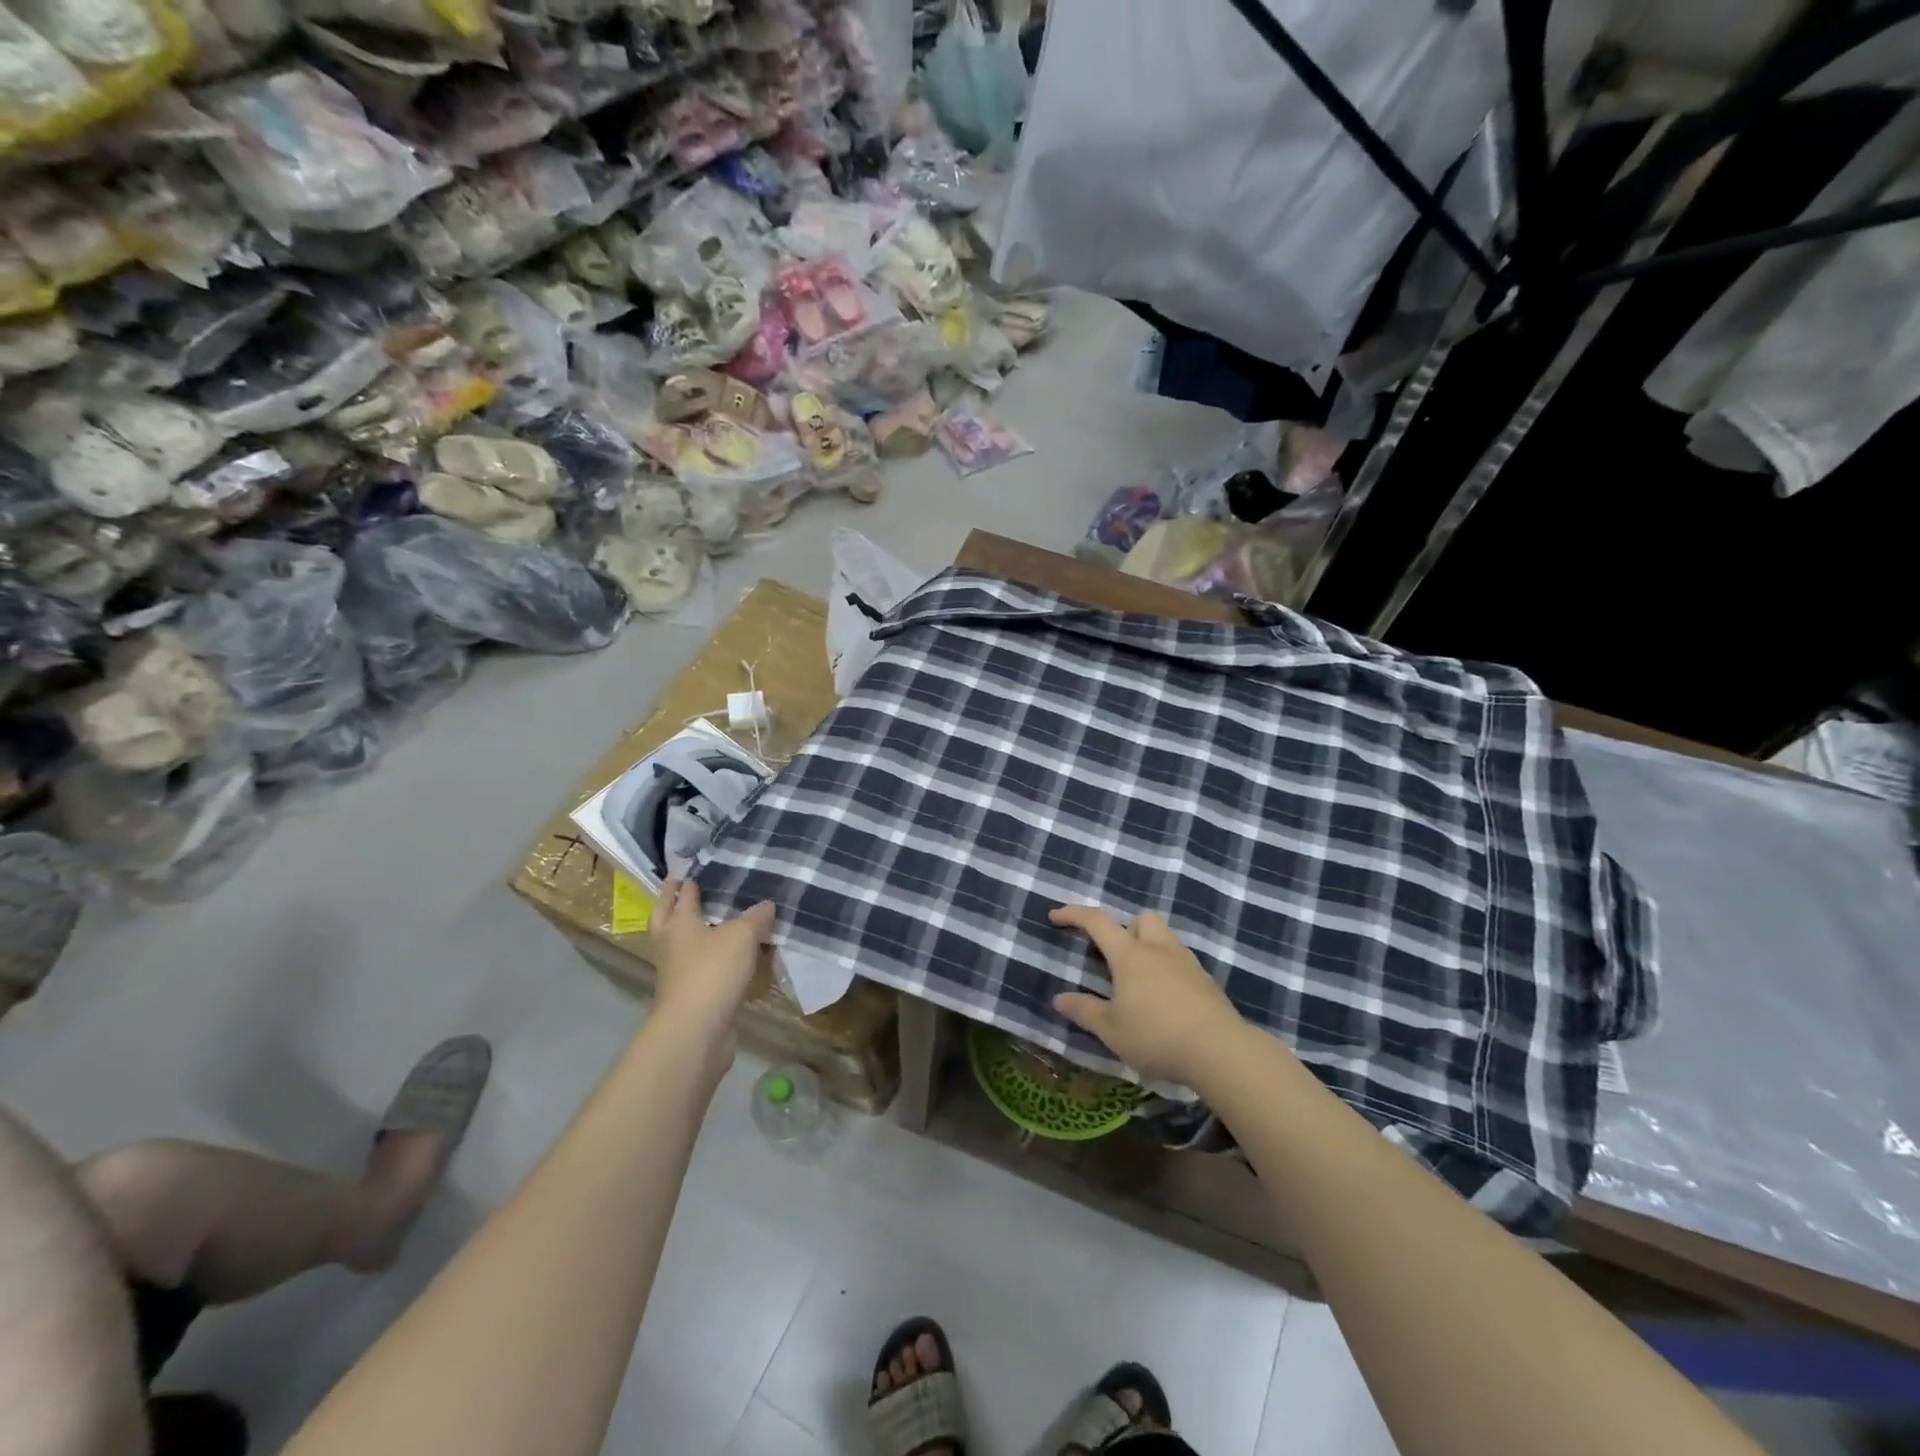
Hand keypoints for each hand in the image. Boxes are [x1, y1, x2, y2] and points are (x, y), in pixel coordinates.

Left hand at [649, 881, 774, 1043]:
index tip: (697, 866)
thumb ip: (755, 917)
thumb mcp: (741, 936)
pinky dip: (713, 957)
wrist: (695, 1031)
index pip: (682, 894)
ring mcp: (678, 972)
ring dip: (694, 930)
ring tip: (717, 919)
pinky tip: (732, 955)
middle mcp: (672, 944)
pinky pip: (702, 967)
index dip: (688, 879)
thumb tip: (766, 904)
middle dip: (675, 902)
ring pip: (683, 943)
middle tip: (687, 887)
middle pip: (668, 917)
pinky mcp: (691, 995)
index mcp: (679, 923)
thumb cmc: (712, 972)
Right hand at [1050, 905, 1245, 1084]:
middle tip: (1114, 957)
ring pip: (1164, 938)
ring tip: (1139, 982)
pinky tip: (1164, 1000)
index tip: (1056, 916)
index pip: (1097, 922)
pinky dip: (1167, 971)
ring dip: (1148, 949)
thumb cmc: (1156, 1035)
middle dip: (1125, 928)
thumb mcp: (1111, 1029)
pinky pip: (1180, 962)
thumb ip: (1084, 1011)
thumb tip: (1059, 999)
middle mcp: (1158, 949)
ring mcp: (1186, 963)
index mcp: (1130, 955)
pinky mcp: (1206, 981)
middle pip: (1141, 919)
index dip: (1074, 914)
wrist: (1219, 1050)